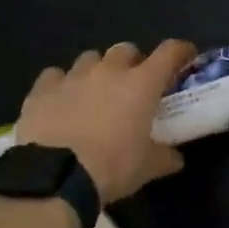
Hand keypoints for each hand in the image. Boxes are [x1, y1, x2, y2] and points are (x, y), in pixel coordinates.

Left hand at [16, 40, 195, 204]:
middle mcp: (109, 70)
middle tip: (132, 85)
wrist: (54, 178)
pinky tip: (59, 100)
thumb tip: (176, 159)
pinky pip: (54, 75)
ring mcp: (74, 76)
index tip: (186, 56)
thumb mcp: (147, 168)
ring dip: (96, 70)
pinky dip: (60, 84)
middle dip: (132, 63)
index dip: (181, 51)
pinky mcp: (42, 89)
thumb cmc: (112, 167)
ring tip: (94, 93)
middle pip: (126, 50)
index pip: (170, 52)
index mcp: (142, 84)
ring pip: (90, 58)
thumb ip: (165, 157)